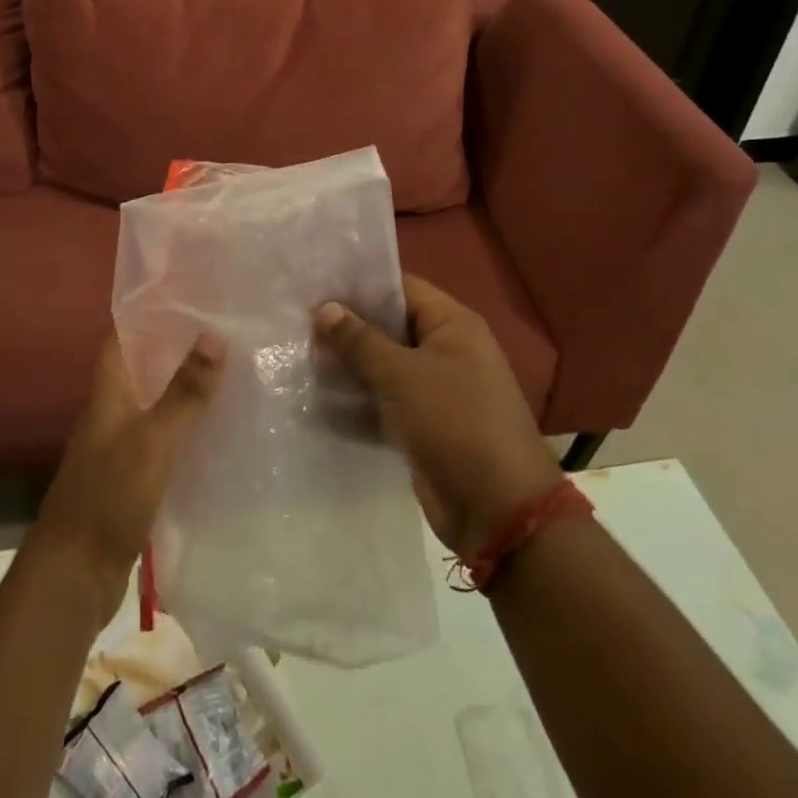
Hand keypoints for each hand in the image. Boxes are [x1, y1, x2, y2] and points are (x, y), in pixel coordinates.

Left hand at [31, 330, 223, 615]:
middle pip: (145, 365)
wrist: (75, 575)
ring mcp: (123, 443)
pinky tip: (221, 425)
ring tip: (233, 366)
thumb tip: (214, 333)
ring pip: (157, 400)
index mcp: (109, 390)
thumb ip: (184, 392)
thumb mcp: (152, 440)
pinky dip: (188, 425)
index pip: (124, 334)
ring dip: (186, 385)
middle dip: (178, 345)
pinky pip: (165, 436)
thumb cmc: (108, 495)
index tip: (189, 290)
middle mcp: (113, 409)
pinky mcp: (135, 475)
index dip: (150, 310)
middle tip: (226, 325)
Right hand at [315, 276, 560, 553]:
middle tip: (298, 323)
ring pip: (384, 368)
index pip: (401, 289)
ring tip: (300, 357)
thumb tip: (325, 308)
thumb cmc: (454, 422)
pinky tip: (317, 400)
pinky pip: (385, 404)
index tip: (316, 286)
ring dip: (348, 368)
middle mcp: (446, 351)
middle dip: (348, 329)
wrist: (498, 511)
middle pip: (389, 329)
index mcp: (453, 325)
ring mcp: (436, 391)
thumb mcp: (402, 375)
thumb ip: (360, 341)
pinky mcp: (424, 427)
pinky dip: (358, 403)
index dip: (360, 286)